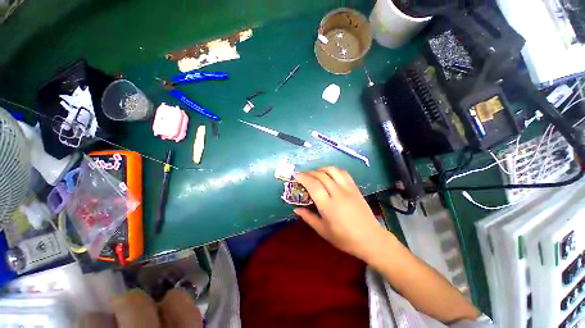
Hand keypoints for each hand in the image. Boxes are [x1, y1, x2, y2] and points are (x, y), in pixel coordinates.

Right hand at [294, 167, 387, 259]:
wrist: (370, 239)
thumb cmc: (344, 238)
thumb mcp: (323, 231)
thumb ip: (308, 217)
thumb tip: (296, 208)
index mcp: (328, 206)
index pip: (313, 185)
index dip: (303, 177)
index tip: (296, 175)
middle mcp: (338, 193)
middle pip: (321, 175)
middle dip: (309, 172)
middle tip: (303, 175)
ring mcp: (348, 189)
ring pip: (332, 170)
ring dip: (321, 169)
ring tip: (315, 173)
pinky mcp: (355, 187)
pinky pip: (343, 173)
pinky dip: (333, 170)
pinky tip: (329, 174)